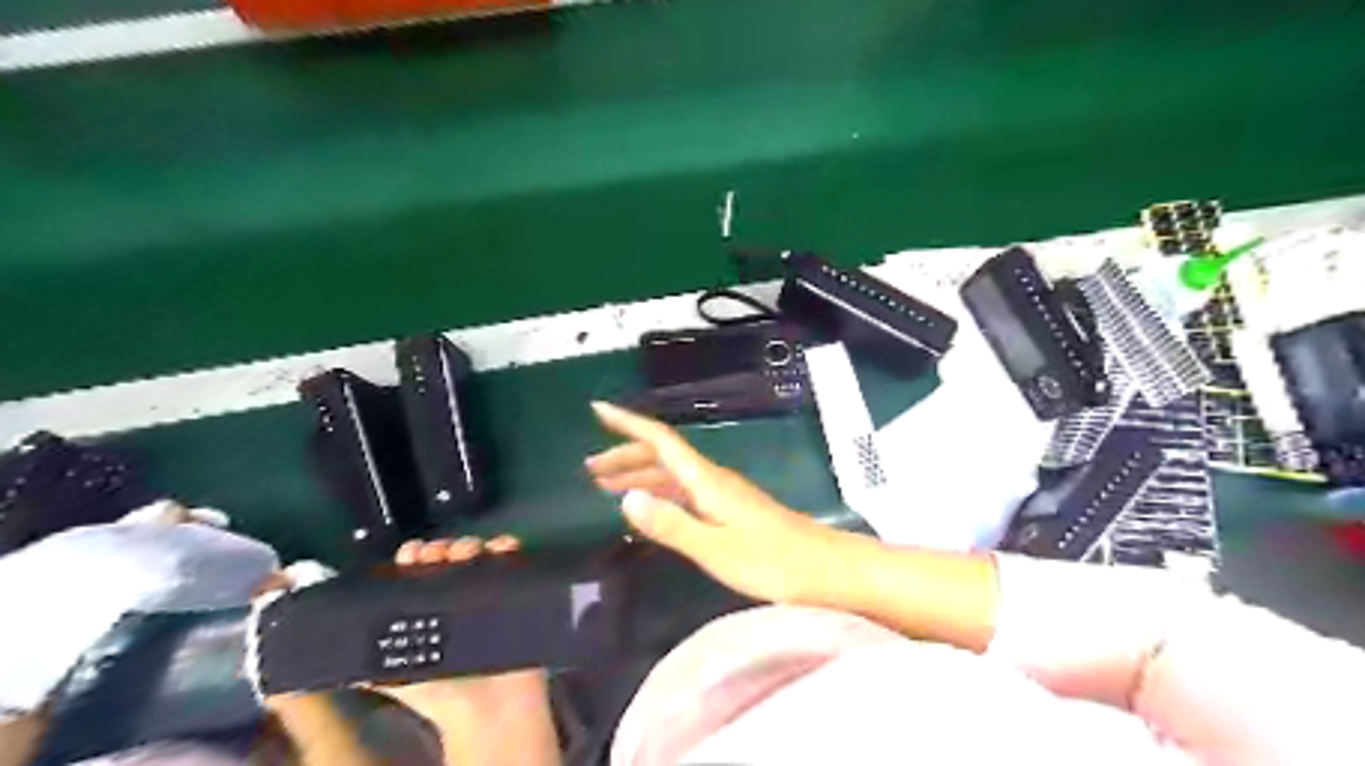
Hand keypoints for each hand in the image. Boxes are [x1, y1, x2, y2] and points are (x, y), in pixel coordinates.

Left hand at [374, 534, 547, 713]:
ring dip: (471, 544)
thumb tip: (324, 661)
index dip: (413, 557)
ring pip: (479, 554)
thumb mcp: (394, 678)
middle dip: (443, 547)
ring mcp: (487, 592)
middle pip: (448, 558)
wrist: (488, 710)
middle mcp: (456, 596)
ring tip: (468, 551)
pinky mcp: (514, 590)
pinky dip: (508, 548)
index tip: (410, 554)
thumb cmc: (443, 694)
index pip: (418, 572)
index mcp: (427, 609)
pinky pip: (513, 562)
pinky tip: (502, 546)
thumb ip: (366, 664)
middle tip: (438, 555)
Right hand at [582, 397, 850, 605]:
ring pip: (673, 473)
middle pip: (663, 454)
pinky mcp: (731, 509)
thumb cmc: (773, 562)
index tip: (598, 411)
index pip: (660, 440)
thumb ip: (671, 525)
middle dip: (626, 455)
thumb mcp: (716, 549)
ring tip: (608, 486)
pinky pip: (685, 490)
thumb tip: (627, 497)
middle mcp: (713, 479)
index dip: (628, 423)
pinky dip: (660, 491)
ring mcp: (723, 493)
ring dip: (640, 474)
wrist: (825, 569)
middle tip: (591, 469)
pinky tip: (653, 507)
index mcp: (706, 481)